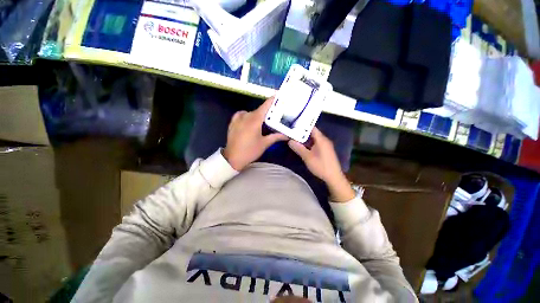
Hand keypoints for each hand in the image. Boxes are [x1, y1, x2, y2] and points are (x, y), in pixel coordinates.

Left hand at [223, 97, 286, 170]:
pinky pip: (242, 115)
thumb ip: (276, 137)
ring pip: (250, 112)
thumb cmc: (250, 151)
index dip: (273, 100)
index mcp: (255, 120)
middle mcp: (246, 116)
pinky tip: (250, 122)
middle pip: (259, 110)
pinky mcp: (232, 122)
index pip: (265, 106)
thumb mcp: (264, 144)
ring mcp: (238, 118)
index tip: (279, 96)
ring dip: (257, 115)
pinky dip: (247, 116)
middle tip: (274, 115)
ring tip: (262, 122)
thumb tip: (287, 135)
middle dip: (267, 111)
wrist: (232, 158)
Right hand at [288, 127, 354, 201]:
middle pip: (312, 133)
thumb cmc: (321, 166)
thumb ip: (298, 148)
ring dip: (305, 139)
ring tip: (294, 138)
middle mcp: (324, 140)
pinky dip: (309, 144)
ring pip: (313, 139)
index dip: (303, 126)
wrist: (333, 177)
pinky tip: (302, 146)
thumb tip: (289, 140)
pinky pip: (315, 144)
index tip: (293, 126)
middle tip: (292, 132)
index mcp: (321, 139)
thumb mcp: (307, 157)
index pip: (312, 128)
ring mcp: (325, 145)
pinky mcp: (325, 150)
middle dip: (302, 133)